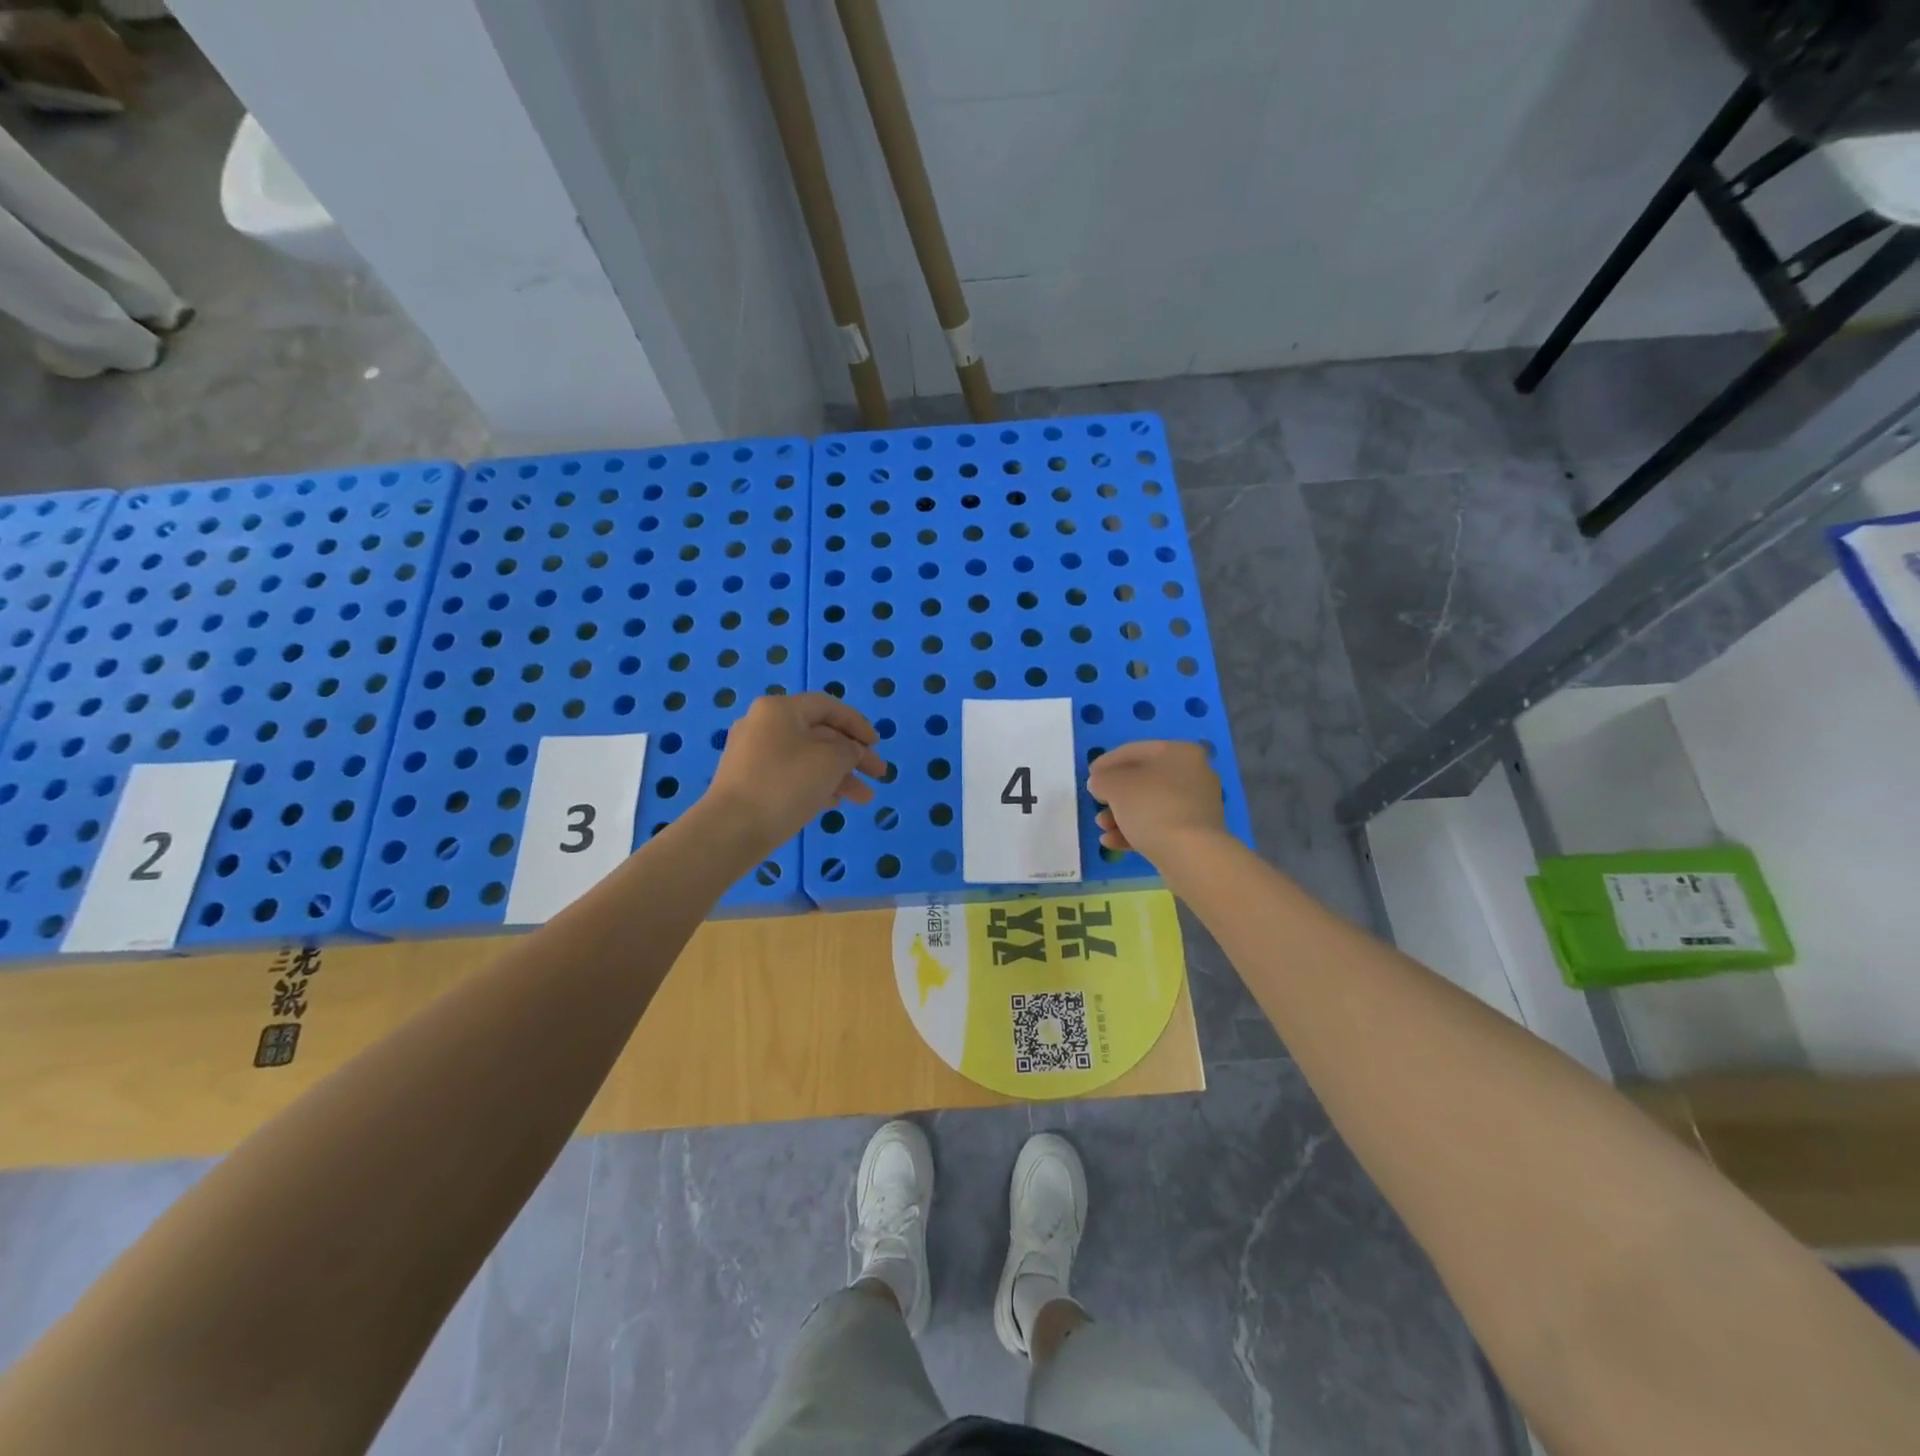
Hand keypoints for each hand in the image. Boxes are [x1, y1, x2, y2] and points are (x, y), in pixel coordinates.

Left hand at [704, 693, 887, 852]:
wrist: (731, 830)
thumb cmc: (785, 785)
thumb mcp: (830, 761)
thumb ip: (849, 750)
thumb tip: (849, 751)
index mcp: (779, 709)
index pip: (828, 706)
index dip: (857, 724)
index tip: (878, 745)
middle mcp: (762, 725)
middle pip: (819, 734)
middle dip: (852, 756)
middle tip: (878, 775)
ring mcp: (752, 755)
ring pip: (806, 758)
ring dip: (838, 775)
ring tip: (863, 799)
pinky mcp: (747, 782)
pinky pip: (790, 776)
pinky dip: (815, 785)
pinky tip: (833, 804)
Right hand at [1086, 740, 1225, 864]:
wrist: (1191, 854)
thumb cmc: (1151, 807)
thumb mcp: (1115, 786)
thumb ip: (1102, 779)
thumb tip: (1101, 783)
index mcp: (1179, 752)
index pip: (1134, 751)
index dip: (1107, 762)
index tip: (1089, 775)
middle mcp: (1193, 773)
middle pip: (1143, 780)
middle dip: (1115, 794)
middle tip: (1096, 803)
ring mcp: (1197, 805)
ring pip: (1150, 805)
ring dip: (1122, 815)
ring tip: (1102, 827)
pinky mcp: (1196, 832)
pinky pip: (1161, 825)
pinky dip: (1136, 831)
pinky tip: (1112, 842)